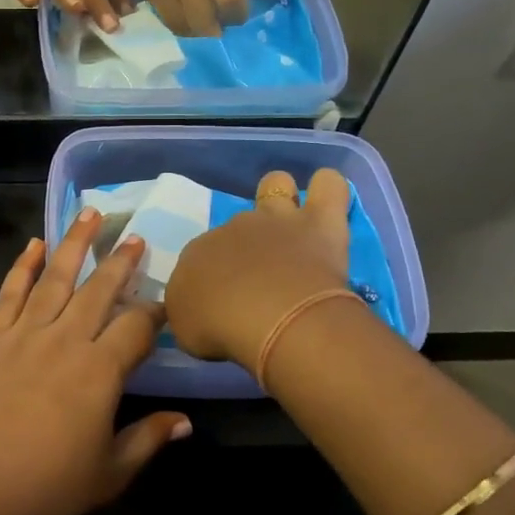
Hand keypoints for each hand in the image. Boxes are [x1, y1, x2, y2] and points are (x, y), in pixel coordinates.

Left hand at [0, 210, 190, 514]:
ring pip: (56, 277)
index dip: (154, 313)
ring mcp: (26, 332)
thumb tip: (186, 421)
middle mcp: (66, 339)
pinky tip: (35, 245)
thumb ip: (148, 440)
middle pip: (99, 289)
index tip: (164, 304)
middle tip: (134, 236)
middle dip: (120, 261)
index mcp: (100, 370)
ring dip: (74, 243)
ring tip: (90, 213)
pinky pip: (12, 291)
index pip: (136, 327)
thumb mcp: (110, 473)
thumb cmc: (46, 484)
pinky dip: (24, 265)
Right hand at [164, 169, 350, 368]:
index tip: (223, 303)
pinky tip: (327, 199)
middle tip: (259, 279)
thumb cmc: (219, 328)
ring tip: (290, 225)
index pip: (201, 257)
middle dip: (245, 243)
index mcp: (197, 253)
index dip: (212, 276)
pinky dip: (328, 188)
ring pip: (277, 186)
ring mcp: (277, 220)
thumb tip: (199, 306)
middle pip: (237, 225)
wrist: (268, 318)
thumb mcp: (184, 328)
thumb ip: (190, 310)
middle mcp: (233, 228)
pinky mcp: (320, 223)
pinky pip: (329, 187)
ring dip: (281, 198)